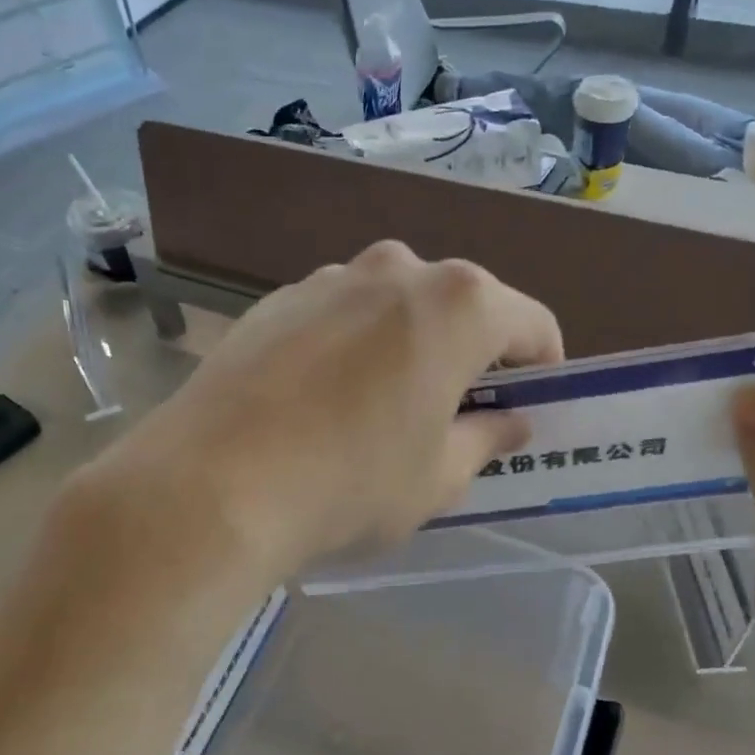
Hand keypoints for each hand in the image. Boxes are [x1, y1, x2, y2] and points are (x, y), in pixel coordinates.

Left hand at [115, 241, 561, 575]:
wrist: (211, 485)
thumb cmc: (350, 483)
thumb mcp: (439, 476)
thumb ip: (488, 438)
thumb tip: (512, 421)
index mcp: (459, 304)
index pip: (532, 325)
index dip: (542, 369)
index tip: (529, 408)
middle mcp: (397, 270)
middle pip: (463, 306)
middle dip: (473, 354)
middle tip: (457, 414)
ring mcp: (330, 278)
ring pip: (397, 307)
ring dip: (410, 346)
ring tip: (383, 410)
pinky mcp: (277, 299)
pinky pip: (340, 316)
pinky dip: (353, 347)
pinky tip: (323, 402)